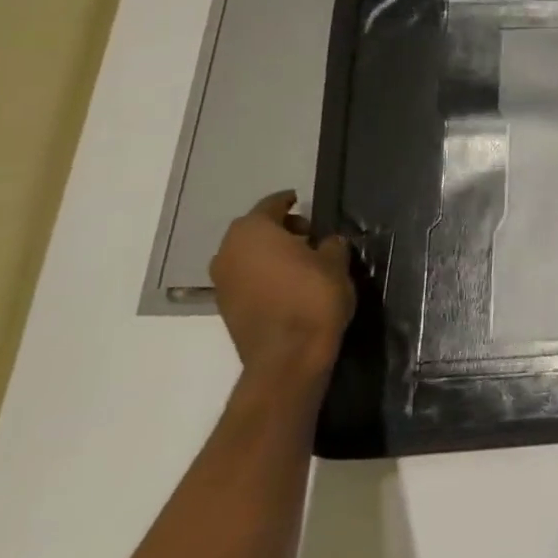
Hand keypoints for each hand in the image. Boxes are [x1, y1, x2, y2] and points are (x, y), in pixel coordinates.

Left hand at [210, 190, 354, 387]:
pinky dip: (264, 274)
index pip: (271, 205)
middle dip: (280, 229)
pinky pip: (246, 278)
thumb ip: (330, 244)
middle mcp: (228, 251)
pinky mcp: (225, 307)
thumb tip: (326, 242)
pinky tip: (288, 283)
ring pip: (248, 255)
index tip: (302, 201)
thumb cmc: (313, 297)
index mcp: (253, 231)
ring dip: (270, 253)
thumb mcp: (335, 263)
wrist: (288, 356)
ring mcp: (222, 281)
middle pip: (255, 230)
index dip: (289, 201)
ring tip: (301, 261)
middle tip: (309, 235)